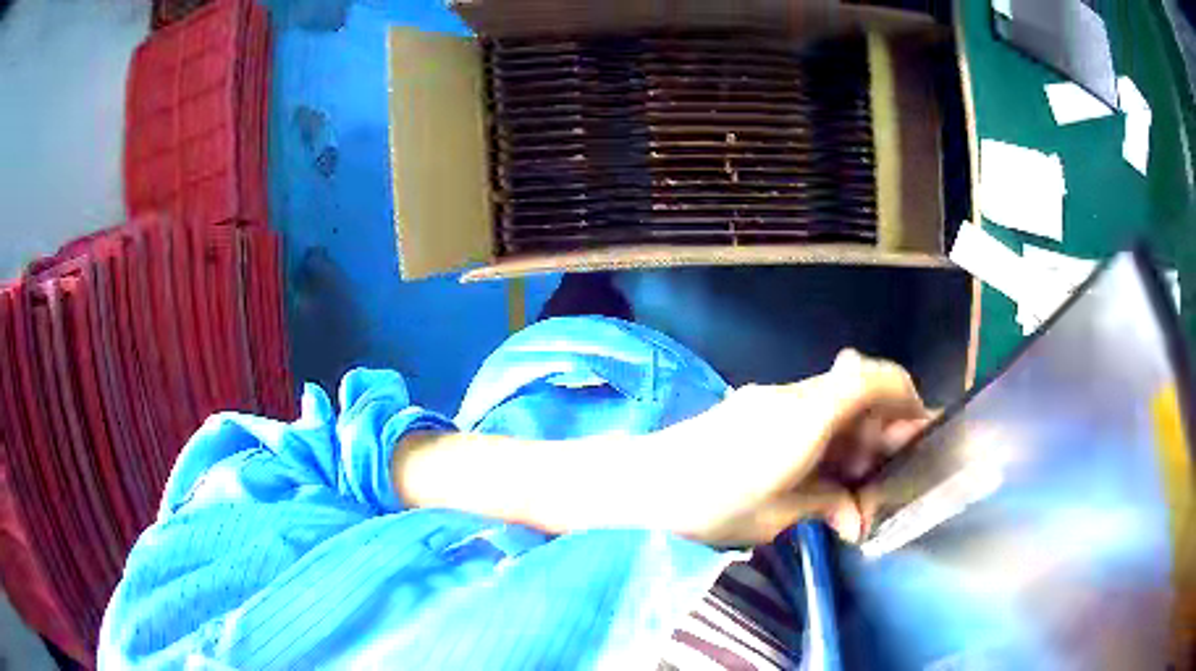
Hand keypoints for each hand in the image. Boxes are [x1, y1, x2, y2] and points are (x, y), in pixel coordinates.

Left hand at [651, 349, 929, 546]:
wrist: (643, 482)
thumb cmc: (710, 505)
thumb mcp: (776, 516)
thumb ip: (825, 505)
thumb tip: (857, 519)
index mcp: (806, 418)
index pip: (871, 378)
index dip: (905, 396)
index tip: (917, 432)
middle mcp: (793, 396)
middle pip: (857, 391)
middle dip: (881, 430)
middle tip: (881, 478)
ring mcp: (771, 398)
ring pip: (834, 403)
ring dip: (853, 437)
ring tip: (851, 487)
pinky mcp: (754, 407)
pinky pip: (807, 412)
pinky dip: (826, 437)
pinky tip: (820, 475)